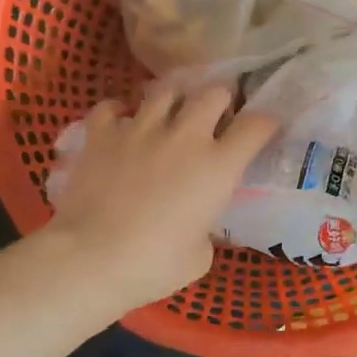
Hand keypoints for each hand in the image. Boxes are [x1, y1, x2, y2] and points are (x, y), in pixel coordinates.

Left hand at [45, 85, 276, 311]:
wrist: (91, 259)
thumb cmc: (154, 265)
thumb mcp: (200, 254)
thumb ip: (205, 227)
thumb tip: (196, 223)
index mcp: (218, 166)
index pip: (256, 126)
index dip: (265, 123)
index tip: (264, 128)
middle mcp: (185, 136)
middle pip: (213, 94)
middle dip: (220, 101)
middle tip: (215, 117)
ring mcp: (140, 129)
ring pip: (166, 91)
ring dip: (174, 101)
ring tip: (170, 116)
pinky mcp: (102, 134)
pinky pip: (111, 107)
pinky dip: (119, 111)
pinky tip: (121, 122)